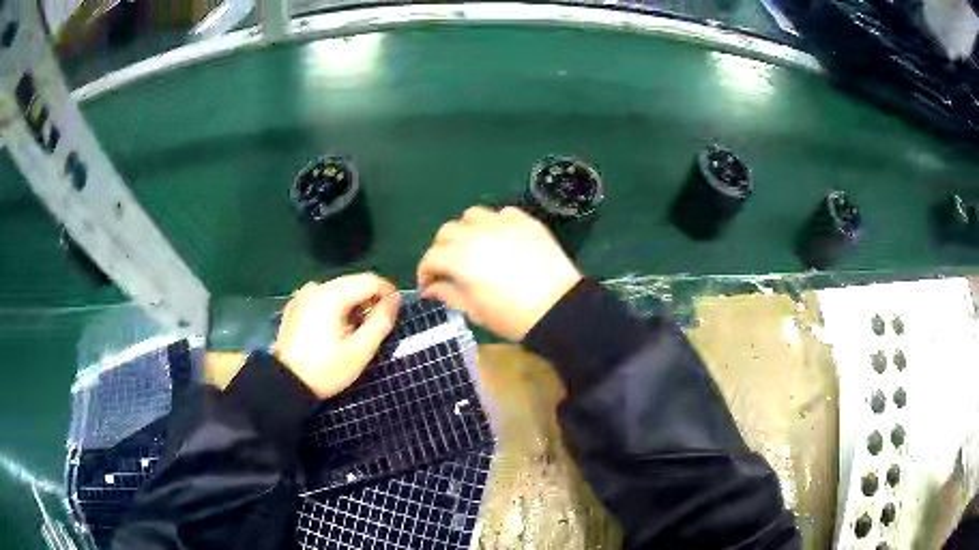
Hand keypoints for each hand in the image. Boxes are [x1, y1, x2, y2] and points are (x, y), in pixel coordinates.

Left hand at [274, 273, 399, 398]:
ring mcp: (303, 296)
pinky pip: (323, 298)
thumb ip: (381, 321)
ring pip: (339, 289)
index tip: (394, 314)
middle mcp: (317, 288)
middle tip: (376, 326)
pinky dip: (335, 307)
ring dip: (353, 304)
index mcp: (332, 295)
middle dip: (370, 299)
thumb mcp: (360, 351)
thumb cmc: (326, 369)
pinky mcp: (295, 306)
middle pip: (353, 282)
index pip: (370, 280)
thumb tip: (394, 300)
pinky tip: (334, 330)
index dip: (388, 293)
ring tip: (356, 331)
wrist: (285, 384)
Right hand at [418, 206, 581, 340]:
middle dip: (442, 249)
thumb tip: (430, 289)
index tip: (429, 285)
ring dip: (466, 230)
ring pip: (472, 215)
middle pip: (447, 231)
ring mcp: (503, 223)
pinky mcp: (525, 221)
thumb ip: (448, 294)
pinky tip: (500, 239)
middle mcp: (477, 233)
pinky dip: (494, 223)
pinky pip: (502, 213)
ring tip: (473, 246)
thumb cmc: (512, 317)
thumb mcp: (475, 311)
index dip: (425, 272)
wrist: (559, 309)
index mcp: (460, 258)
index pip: (431, 257)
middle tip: (448, 267)